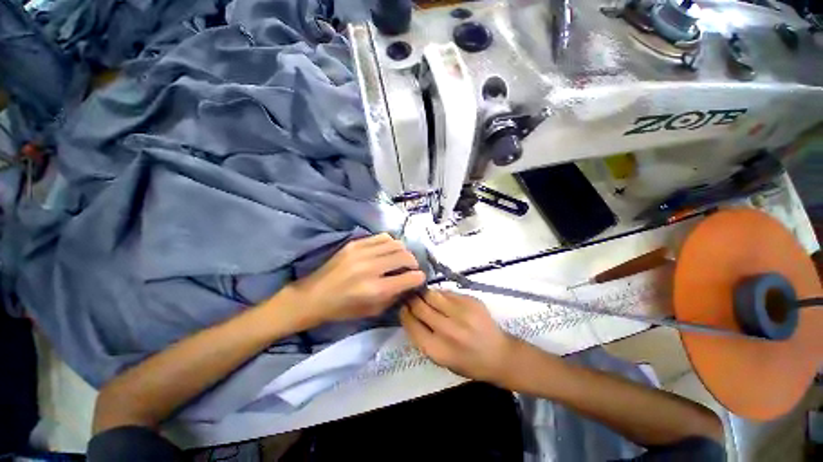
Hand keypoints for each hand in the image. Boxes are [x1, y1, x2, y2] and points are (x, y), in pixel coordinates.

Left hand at [288, 233, 425, 327]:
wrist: (314, 295)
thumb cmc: (343, 309)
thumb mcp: (372, 311)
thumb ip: (394, 296)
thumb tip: (409, 283)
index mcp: (375, 289)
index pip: (409, 278)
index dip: (419, 278)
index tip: (419, 278)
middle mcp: (371, 267)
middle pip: (404, 256)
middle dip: (413, 263)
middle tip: (411, 268)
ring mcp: (362, 252)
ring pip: (396, 244)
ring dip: (403, 251)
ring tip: (399, 258)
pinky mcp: (355, 243)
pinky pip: (382, 237)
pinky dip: (390, 243)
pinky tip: (387, 251)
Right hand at [400, 290, 518, 384]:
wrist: (499, 355)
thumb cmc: (468, 362)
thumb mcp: (441, 359)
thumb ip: (423, 338)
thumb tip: (410, 313)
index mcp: (438, 350)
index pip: (411, 325)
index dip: (404, 313)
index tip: (402, 307)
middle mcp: (448, 330)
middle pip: (420, 307)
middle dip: (412, 300)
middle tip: (410, 296)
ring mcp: (461, 313)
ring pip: (432, 295)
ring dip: (425, 294)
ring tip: (423, 294)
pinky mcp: (471, 301)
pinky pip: (447, 292)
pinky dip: (440, 294)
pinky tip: (441, 298)